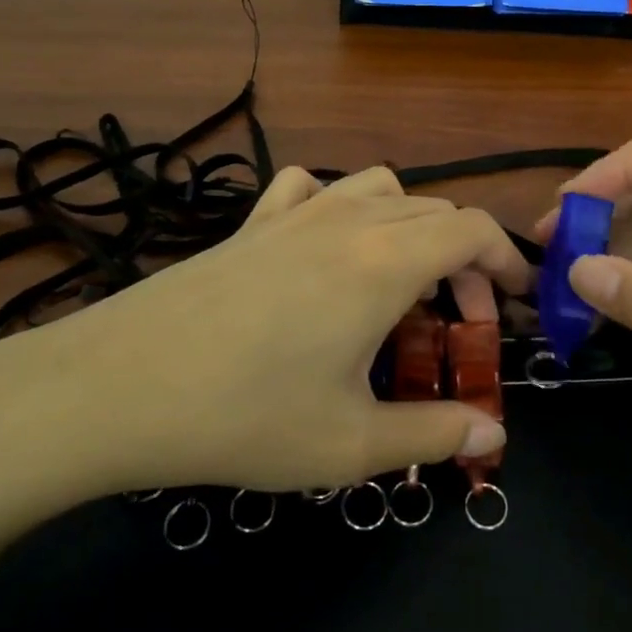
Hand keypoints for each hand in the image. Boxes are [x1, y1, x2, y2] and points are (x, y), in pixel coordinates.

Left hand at [0, 166, 525, 504]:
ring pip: (380, 188)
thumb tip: (493, 437)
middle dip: (464, 259)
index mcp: (385, 261)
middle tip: (456, 322)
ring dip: (409, 225)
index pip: (473, 230)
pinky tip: (324, 246)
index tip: (512, 308)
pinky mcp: (252, 222)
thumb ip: (432, 435)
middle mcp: (349, 219)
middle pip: (434, 211)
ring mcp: (296, 213)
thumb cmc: (245, 415)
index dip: (506, 263)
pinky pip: (310, 187)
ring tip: (399, 281)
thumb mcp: (350, 444)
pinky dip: (337, 204)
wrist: (119, 385)